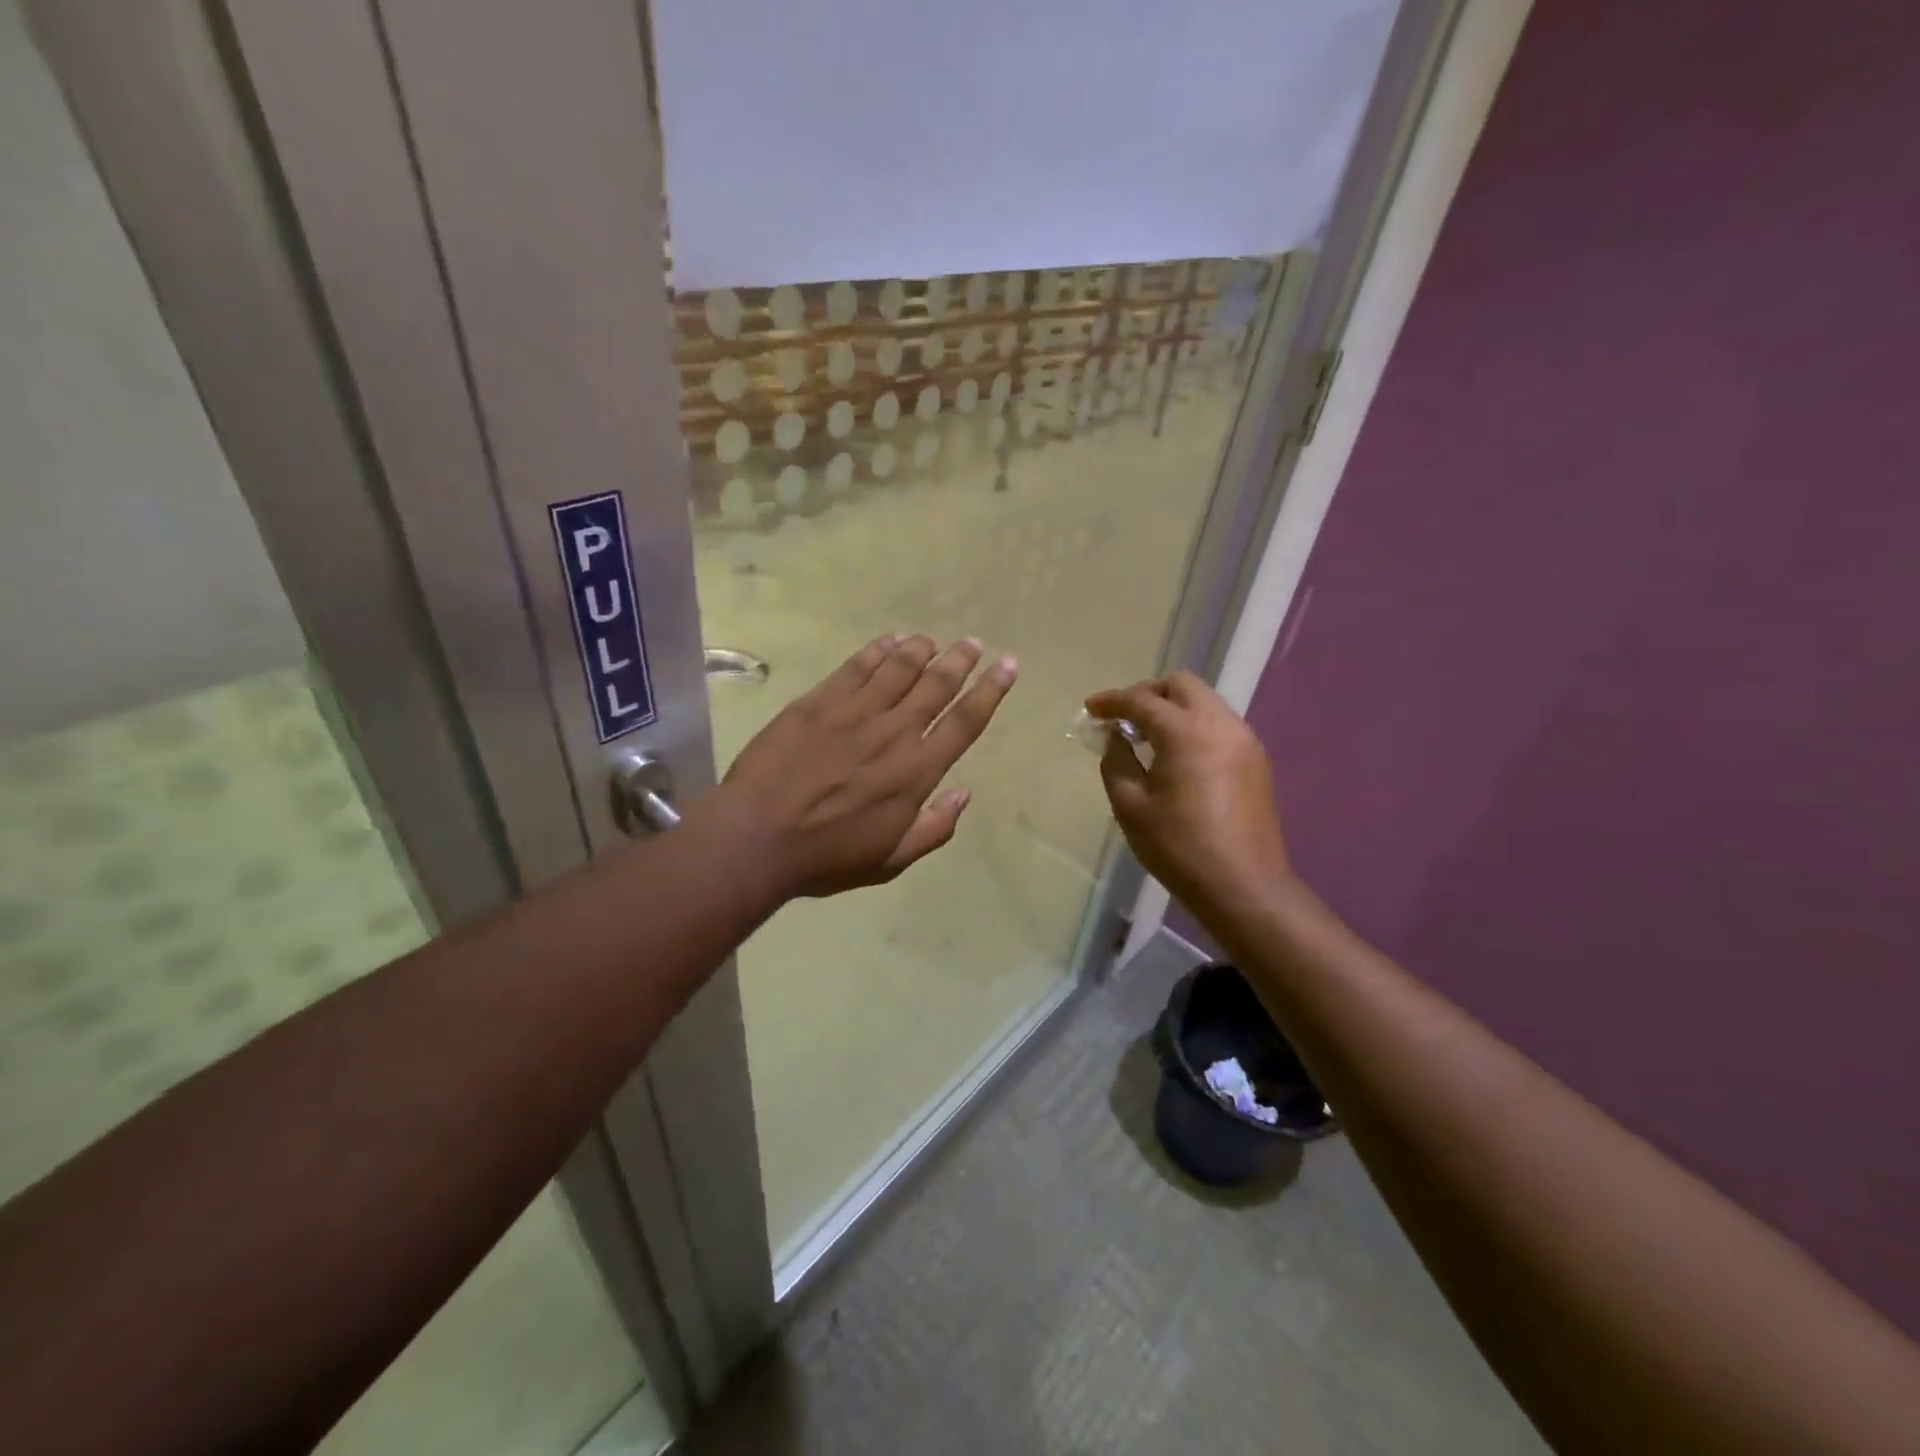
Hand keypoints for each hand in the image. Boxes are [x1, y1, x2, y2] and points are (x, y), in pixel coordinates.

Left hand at [715, 634, 1017, 901]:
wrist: (756, 838)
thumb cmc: (827, 857)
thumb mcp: (890, 861)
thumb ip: (934, 828)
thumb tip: (965, 795)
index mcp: (916, 772)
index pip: (964, 722)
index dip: (990, 691)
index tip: (1007, 666)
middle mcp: (893, 733)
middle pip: (936, 685)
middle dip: (960, 661)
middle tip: (973, 643)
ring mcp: (854, 713)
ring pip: (898, 669)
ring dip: (921, 650)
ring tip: (933, 639)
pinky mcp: (818, 703)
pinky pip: (855, 668)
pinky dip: (876, 651)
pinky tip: (888, 641)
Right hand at [1086, 671, 1291, 914]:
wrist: (1243, 886)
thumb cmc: (1178, 847)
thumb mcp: (1130, 806)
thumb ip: (1116, 761)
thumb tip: (1116, 738)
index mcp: (1186, 732)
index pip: (1142, 700)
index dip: (1112, 701)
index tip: (1090, 709)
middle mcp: (1221, 724)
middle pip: (1181, 685)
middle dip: (1148, 693)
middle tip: (1123, 718)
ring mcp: (1245, 740)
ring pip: (1205, 701)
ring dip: (1173, 708)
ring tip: (1148, 737)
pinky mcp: (1256, 760)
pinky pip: (1220, 724)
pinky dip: (1194, 725)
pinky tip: (1178, 756)